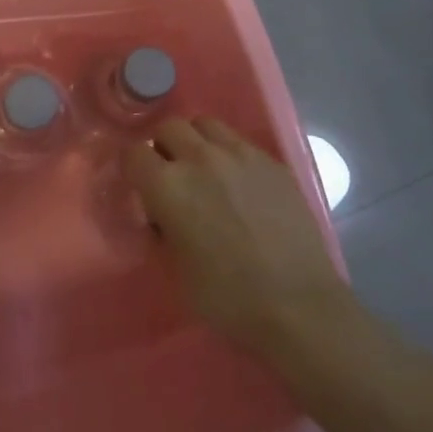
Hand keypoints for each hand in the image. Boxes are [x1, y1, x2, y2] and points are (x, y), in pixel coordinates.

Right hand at [126, 118, 349, 354]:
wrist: (299, 306)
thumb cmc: (227, 298)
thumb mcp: (175, 270)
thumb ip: (161, 229)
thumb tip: (161, 214)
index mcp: (168, 185)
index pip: (134, 153)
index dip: (133, 168)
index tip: (140, 185)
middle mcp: (201, 158)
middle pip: (169, 127)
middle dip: (164, 146)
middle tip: (172, 175)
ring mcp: (240, 154)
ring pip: (206, 125)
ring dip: (197, 141)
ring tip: (205, 170)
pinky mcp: (272, 162)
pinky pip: (240, 142)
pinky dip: (230, 154)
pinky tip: (240, 184)